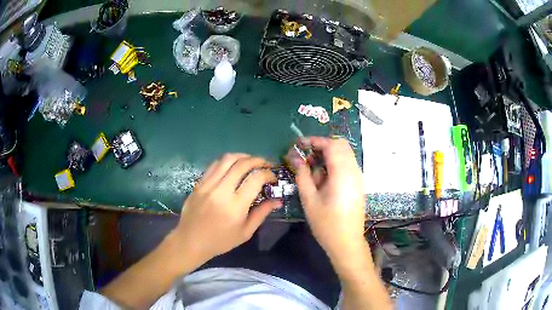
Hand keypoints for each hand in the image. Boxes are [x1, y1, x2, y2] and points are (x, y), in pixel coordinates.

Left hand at [171, 153, 280, 266]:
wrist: (191, 241)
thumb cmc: (220, 241)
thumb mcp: (245, 232)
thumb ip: (262, 213)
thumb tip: (278, 200)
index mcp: (235, 206)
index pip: (256, 179)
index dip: (268, 174)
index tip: (273, 178)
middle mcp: (221, 191)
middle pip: (242, 164)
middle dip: (258, 160)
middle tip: (266, 165)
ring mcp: (208, 185)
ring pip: (227, 159)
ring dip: (243, 156)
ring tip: (251, 161)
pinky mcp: (199, 183)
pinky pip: (214, 165)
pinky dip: (227, 162)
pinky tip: (233, 166)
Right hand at [290, 137, 366, 262]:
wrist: (347, 242)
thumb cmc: (326, 224)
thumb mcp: (309, 200)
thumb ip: (302, 175)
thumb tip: (295, 157)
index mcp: (342, 174)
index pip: (331, 145)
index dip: (314, 141)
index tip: (299, 144)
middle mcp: (354, 171)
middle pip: (341, 145)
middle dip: (322, 145)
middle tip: (306, 156)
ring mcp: (358, 177)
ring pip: (345, 154)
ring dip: (328, 154)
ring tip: (312, 169)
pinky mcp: (358, 184)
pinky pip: (347, 164)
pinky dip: (335, 163)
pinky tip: (323, 178)